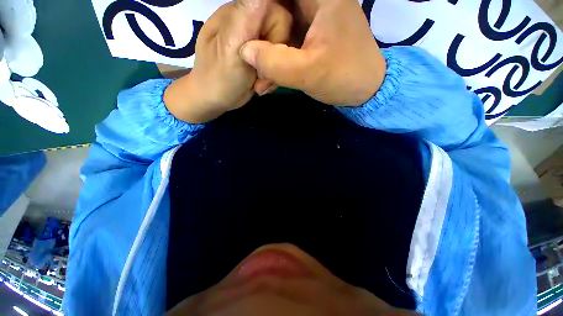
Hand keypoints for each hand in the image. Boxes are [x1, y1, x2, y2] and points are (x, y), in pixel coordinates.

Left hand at [164, 0, 291, 122]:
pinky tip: (260, 84)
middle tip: (260, 77)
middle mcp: (250, 21)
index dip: (278, 34)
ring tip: (259, 83)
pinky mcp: (259, 55)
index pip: (277, 12)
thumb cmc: (219, 77)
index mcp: (240, 13)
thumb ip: (246, 16)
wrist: (215, 98)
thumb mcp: (231, 47)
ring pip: (282, 49)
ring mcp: (256, 40)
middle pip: (283, 31)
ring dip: (273, 71)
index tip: (266, 55)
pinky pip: (276, 61)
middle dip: (275, 59)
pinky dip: (272, 76)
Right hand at [240, 0, 385, 105]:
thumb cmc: (343, 78)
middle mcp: (317, 2)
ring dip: (268, 55)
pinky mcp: (313, 38)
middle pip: (277, 10)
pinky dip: (279, 61)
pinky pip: (289, 43)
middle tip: (251, 61)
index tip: (247, 30)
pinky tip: (270, 79)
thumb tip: (245, 51)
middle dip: (261, 37)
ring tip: (260, 79)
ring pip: (281, 29)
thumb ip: (275, 63)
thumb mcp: (308, 72)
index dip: (259, 9)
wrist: (364, 91)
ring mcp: (314, 21)